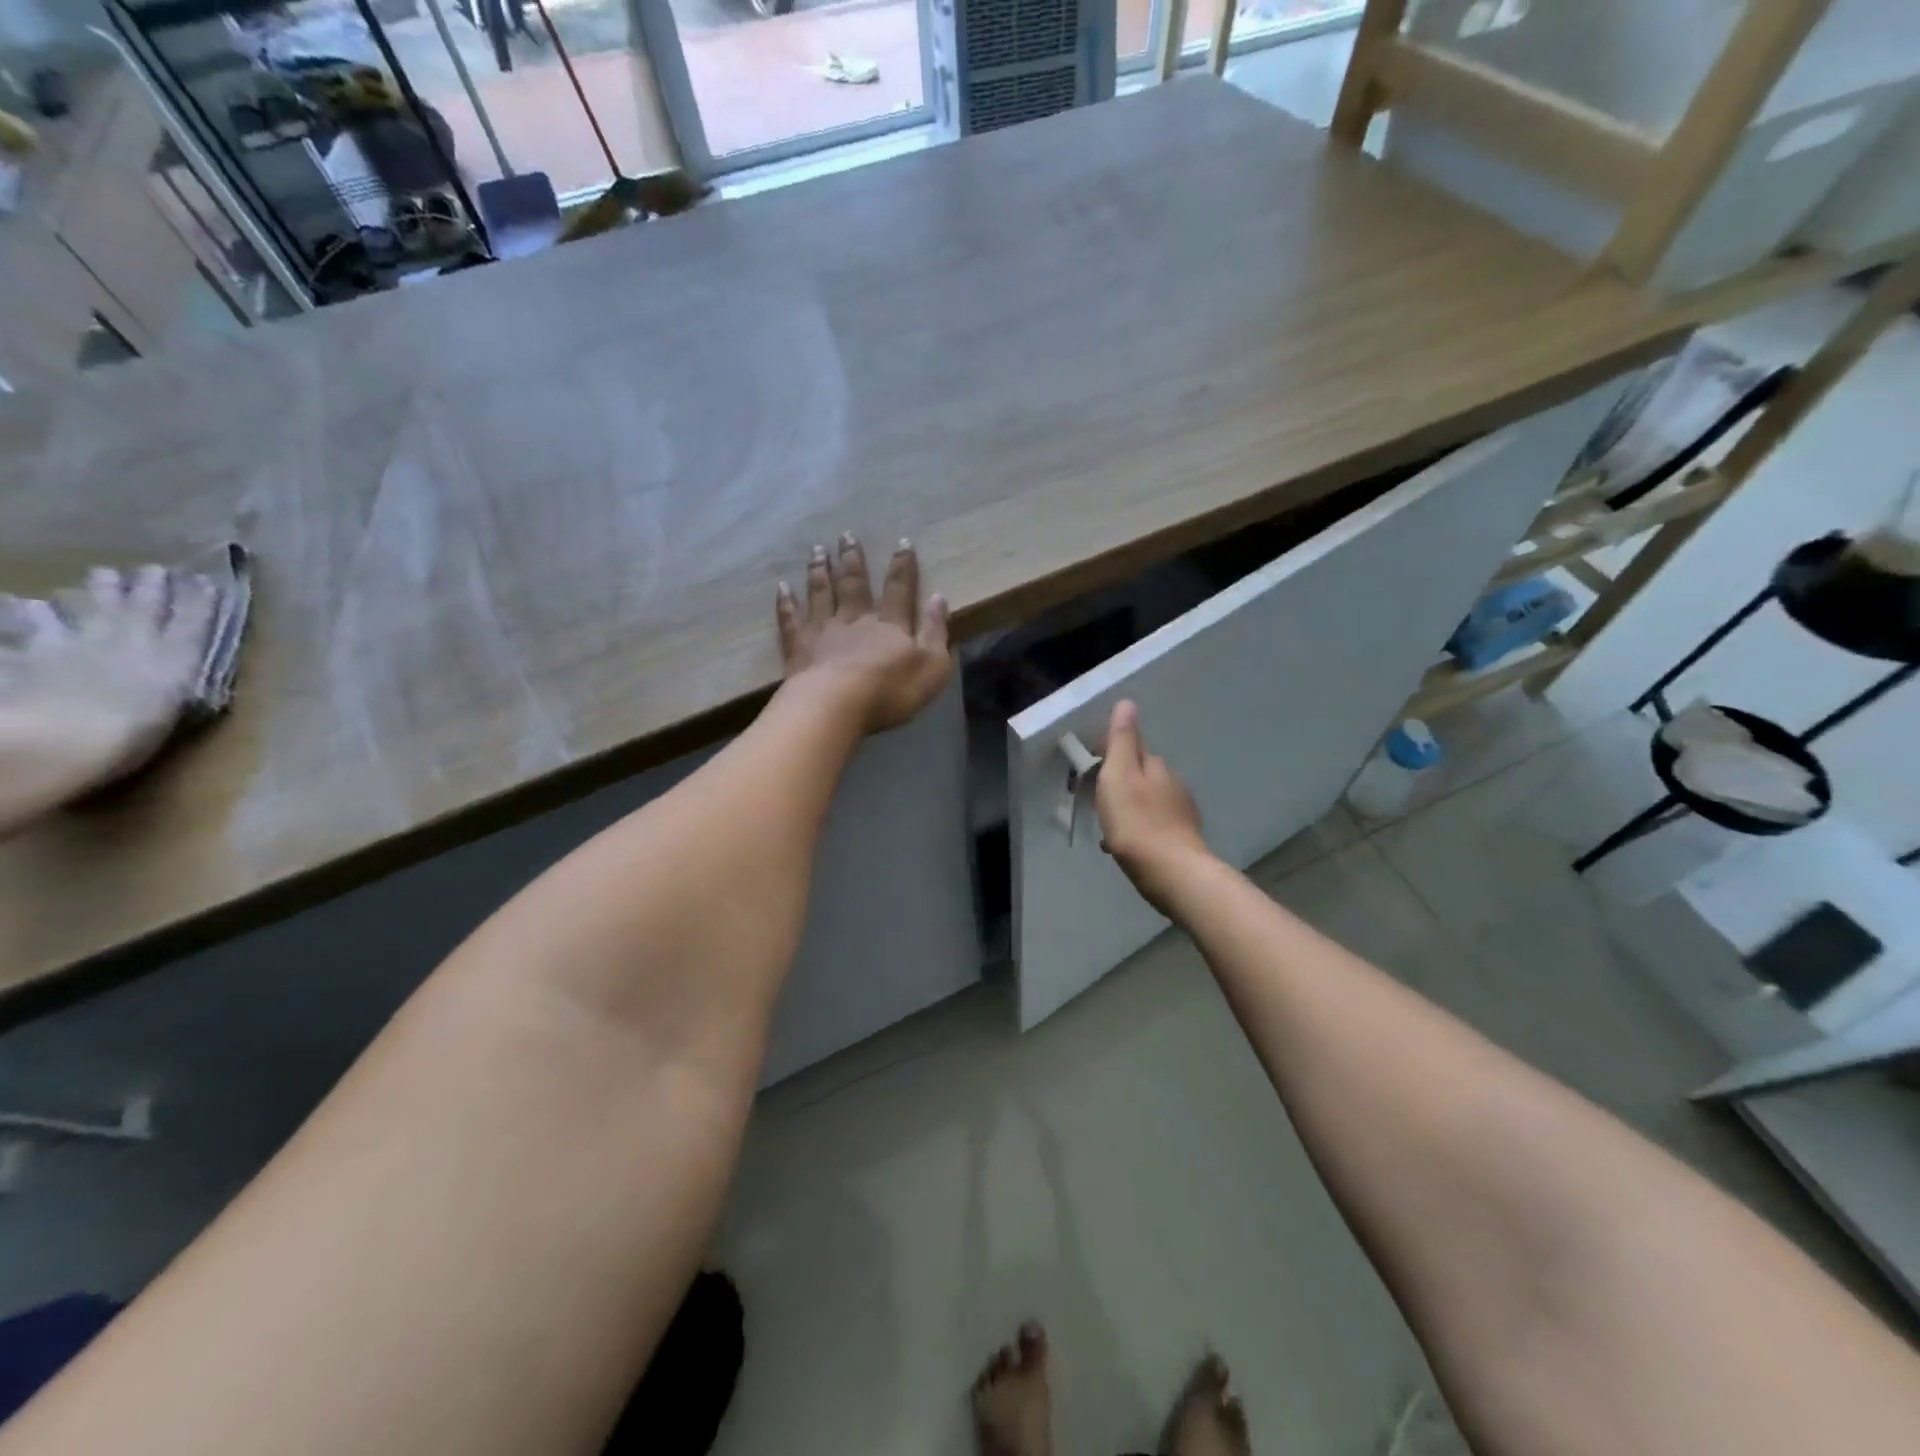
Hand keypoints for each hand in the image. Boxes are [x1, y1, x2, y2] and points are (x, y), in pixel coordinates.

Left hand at [0, 566, 217, 826]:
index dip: (201, 600)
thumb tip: (186, 682)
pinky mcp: (30, 652)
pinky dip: (24, 613)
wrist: (56, 739)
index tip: (205, 581)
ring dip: (92, 592)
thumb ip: (179, 691)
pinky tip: (20, 603)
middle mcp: (129, 641)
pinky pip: (24, 627)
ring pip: (85, 607)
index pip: (195, 621)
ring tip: (98, 576)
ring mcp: (76, 643)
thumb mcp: (175, 715)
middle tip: (152, 568)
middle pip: (142, 605)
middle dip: (151, 585)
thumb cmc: (132, 736)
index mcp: (174, 658)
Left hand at [775, 534, 951, 733]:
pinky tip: (782, 588)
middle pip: (854, 584)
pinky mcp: (799, 648)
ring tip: (817, 550)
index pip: (899, 590)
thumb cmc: (890, 690)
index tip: (902, 543)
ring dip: (819, 571)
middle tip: (846, 535)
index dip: (903, 567)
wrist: (836, 705)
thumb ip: (936, 631)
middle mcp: (856, 619)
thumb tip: (939, 598)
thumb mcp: (932, 666)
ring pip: (821, 594)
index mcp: (890, 625)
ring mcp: (823, 631)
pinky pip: (791, 620)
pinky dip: (786, 603)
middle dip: (852, 559)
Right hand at [1095, 699, 1211, 913]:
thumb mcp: (1119, 775)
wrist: (1172, 873)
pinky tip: (1126, 847)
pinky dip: (1140, 831)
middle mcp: (1174, 785)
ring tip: (1110, 826)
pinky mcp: (1183, 841)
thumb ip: (1122, 741)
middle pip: (1144, 776)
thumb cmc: (1137, 823)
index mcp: (1157, 767)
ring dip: (1131, 809)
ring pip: (1149, 802)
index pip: (1135, 749)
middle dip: (1123, 783)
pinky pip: (1154, 827)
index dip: (1114, 755)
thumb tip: (1128, 702)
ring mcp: (1182, 814)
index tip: (1093, 769)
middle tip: (1098, 800)